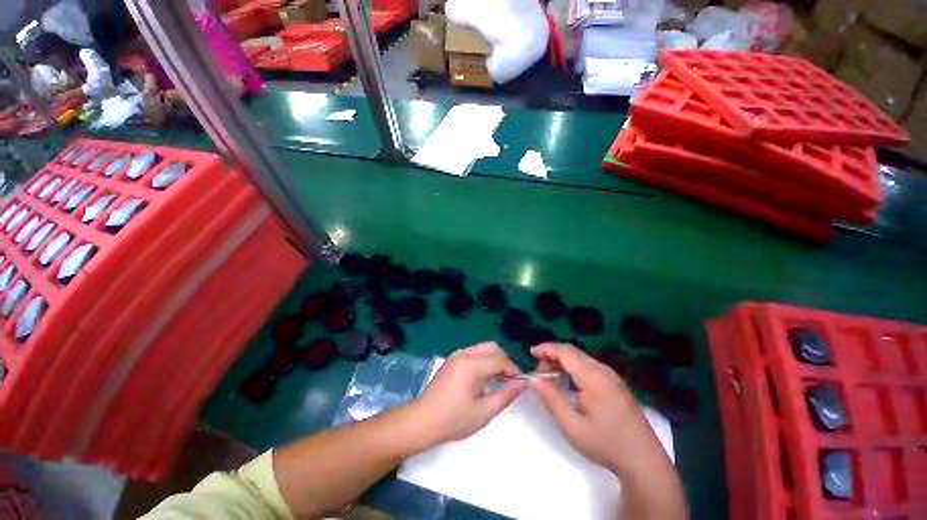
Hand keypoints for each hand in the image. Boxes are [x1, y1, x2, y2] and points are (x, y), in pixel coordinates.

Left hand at [413, 342, 524, 445]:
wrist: (421, 421)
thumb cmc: (453, 420)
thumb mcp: (483, 412)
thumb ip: (505, 395)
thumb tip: (521, 384)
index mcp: (471, 365)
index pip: (500, 359)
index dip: (513, 370)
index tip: (520, 384)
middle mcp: (464, 354)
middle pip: (492, 347)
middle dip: (504, 361)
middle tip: (510, 381)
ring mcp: (456, 355)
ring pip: (483, 348)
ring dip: (494, 360)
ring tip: (498, 381)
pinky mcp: (452, 360)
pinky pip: (474, 353)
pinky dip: (483, 361)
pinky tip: (484, 379)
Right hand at [530, 343, 665, 475]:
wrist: (643, 460)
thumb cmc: (605, 444)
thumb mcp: (572, 426)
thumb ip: (551, 399)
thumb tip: (533, 379)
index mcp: (593, 377)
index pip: (565, 352)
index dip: (546, 349)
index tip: (531, 352)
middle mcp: (603, 370)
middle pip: (573, 352)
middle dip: (552, 355)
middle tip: (538, 369)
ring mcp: (612, 376)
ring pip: (581, 358)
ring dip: (562, 361)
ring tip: (549, 375)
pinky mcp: (616, 383)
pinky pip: (589, 366)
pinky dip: (573, 367)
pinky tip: (568, 381)